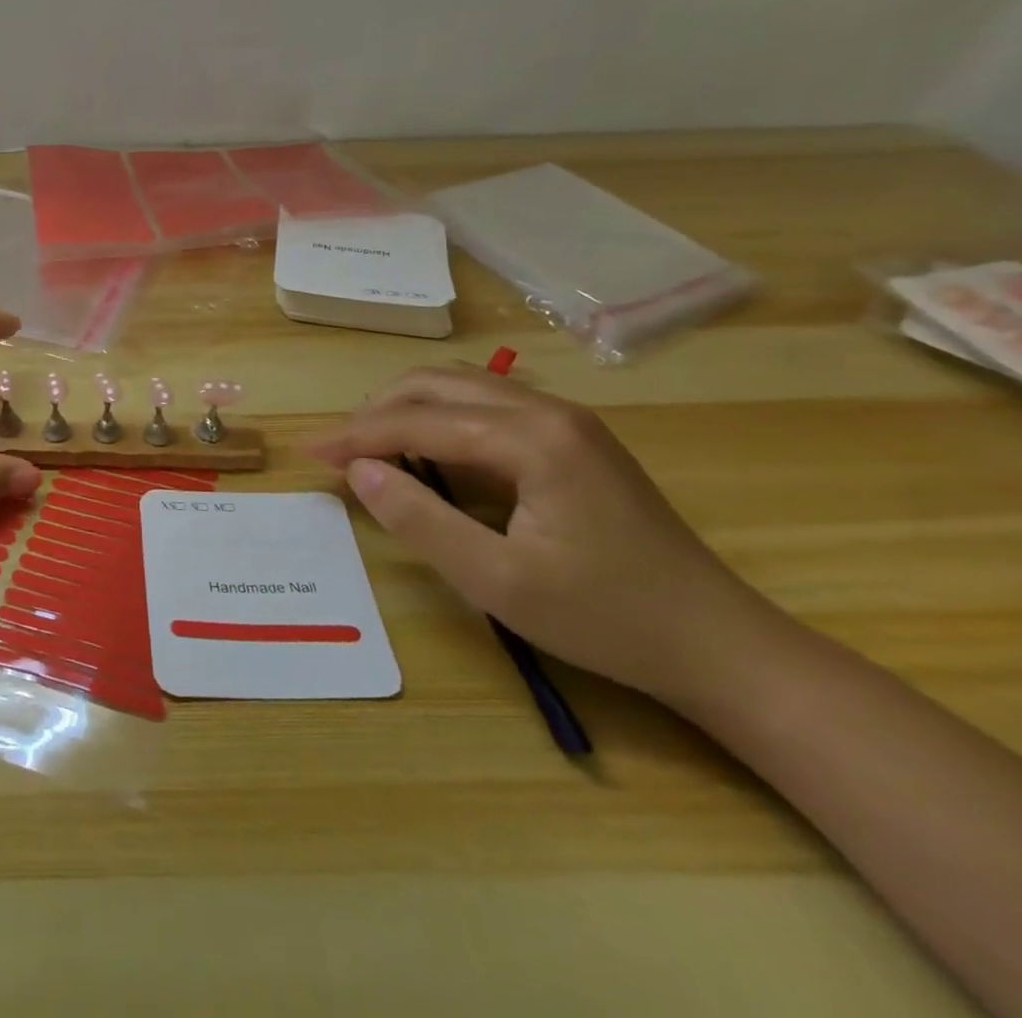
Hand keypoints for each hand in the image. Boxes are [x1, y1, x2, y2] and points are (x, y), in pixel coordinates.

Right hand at [307, 366, 767, 701]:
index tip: (310, 453)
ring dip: (406, 410)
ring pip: (461, 388)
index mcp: (532, 437)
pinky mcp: (572, 438)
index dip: (357, 436)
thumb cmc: (608, 618)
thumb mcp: (498, 582)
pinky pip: (486, 407)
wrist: (722, 646)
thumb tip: (360, 472)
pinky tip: (425, 452)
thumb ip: (420, 520)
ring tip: (369, 448)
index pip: (420, 421)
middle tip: (337, 451)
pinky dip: (439, 420)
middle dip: (376, 412)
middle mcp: (548, 409)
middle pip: (437, 385)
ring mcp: (566, 420)